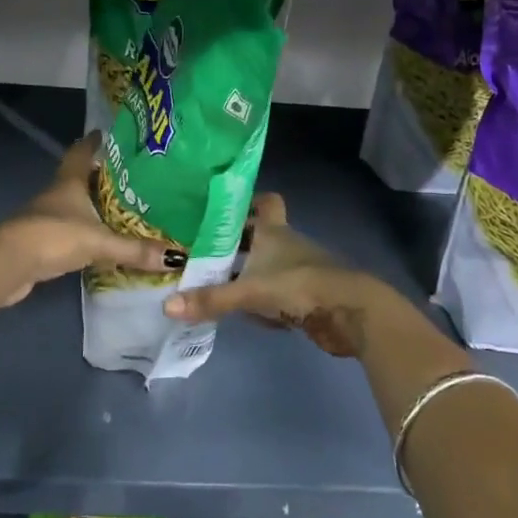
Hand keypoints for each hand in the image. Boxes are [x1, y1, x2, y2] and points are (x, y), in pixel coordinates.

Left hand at [0, 136, 167, 306]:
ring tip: (119, 207)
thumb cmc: (54, 236)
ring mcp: (45, 217)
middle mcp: (56, 194)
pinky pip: (68, 229)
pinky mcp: (41, 241)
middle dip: (99, 175)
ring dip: (91, 204)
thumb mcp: (99, 241)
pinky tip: (98, 239)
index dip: (94, 142)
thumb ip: (135, 249)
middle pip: (78, 177)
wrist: (8, 264)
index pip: (82, 152)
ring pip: (73, 204)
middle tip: (127, 175)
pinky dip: (83, 230)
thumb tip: (175, 257)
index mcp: (69, 182)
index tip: (107, 134)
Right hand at [162, 193, 396, 356]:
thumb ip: (210, 299)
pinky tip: (251, 315)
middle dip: (239, 245)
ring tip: (219, 286)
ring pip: (269, 266)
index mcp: (274, 231)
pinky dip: (267, 301)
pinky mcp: (310, 296)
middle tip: (207, 252)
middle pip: (261, 236)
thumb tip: (167, 305)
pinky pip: (280, 294)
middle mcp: (287, 244)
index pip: (265, 202)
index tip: (223, 209)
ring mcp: (301, 269)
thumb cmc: (298, 285)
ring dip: (251, 276)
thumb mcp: (248, 292)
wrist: (350, 312)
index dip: (248, 201)